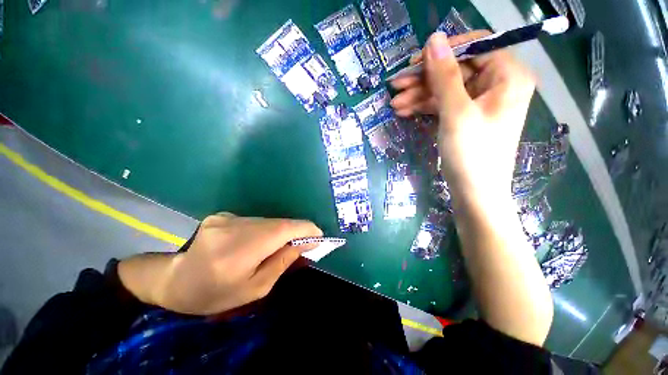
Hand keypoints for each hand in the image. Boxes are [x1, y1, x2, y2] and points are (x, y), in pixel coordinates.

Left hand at [119, 213, 321, 314]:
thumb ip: (282, 262)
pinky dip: (265, 229)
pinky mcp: (223, 215)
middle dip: (295, 231)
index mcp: (238, 252)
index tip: (318, 235)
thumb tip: (305, 243)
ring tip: (280, 245)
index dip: (304, 229)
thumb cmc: (216, 294)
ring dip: (280, 231)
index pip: (281, 230)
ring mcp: (225, 218)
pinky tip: (258, 242)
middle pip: (277, 223)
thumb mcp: (255, 289)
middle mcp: (232, 228)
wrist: (176, 282)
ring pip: (267, 221)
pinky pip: (255, 221)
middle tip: (304, 243)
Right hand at [391, 31, 535, 199]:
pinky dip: (424, 107)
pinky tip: (404, 111)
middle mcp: (496, 85)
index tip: (415, 63)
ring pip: (445, 89)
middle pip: (455, 70)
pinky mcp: (465, 117)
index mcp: (507, 76)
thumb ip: (445, 75)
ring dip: (419, 95)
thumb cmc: (471, 154)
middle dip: (424, 79)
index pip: (475, 47)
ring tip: (395, 104)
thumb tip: (433, 40)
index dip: (443, 52)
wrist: (474, 193)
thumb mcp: (456, 113)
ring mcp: (479, 103)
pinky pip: (443, 104)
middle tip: (395, 85)